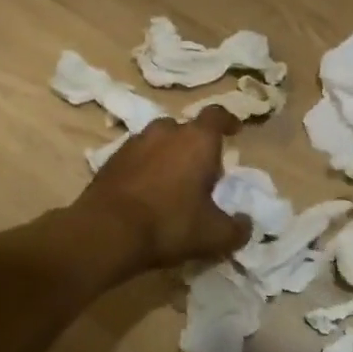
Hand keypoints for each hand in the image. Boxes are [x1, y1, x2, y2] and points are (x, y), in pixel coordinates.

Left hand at [75, 107, 251, 273]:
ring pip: (158, 141)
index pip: (217, 115)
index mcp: (197, 140)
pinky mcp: (110, 160)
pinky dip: (145, 168)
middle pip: (186, 129)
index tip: (235, 131)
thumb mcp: (215, 235)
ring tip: (172, 181)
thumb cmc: (170, 225)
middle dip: (196, 145)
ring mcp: (134, 143)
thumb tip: (246, 224)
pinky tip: (146, 192)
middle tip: (202, 170)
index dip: (229, 121)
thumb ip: (237, 229)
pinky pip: (136, 157)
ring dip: (168, 154)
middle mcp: (165, 132)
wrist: (107, 232)